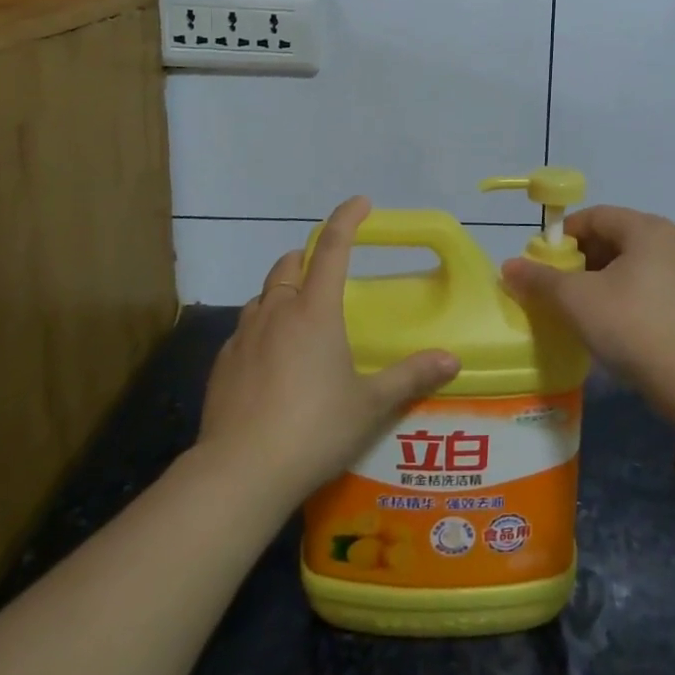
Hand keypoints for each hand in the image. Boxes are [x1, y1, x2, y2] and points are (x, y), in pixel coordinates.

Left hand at [198, 196, 459, 504]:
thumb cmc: (314, 429)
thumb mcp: (370, 405)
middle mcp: (277, 312)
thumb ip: (410, 377)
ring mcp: (243, 335)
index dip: (347, 219)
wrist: (240, 472)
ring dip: (283, 292)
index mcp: (315, 311)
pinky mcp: (223, 363)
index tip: (361, 203)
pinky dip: (262, 326)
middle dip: (309, 257)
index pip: (332, 248)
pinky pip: (245, 328)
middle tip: (328, 273)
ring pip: (263, 295)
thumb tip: (452, 359)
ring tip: (300, 317)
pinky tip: (270, 358)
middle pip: (290, 265)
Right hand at [502, 206, 674, 427]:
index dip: (564, 236)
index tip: (543, 262)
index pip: (595, 216)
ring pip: (635, 260)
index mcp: (648, 228)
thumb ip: (540, 279)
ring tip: (583, 303)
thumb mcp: (575, 300)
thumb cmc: (629, 325)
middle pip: (616, 236)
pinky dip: (630, 289)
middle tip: (560, 285)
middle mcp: (674, 238)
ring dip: (605, 274)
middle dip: (583, 257)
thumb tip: (508, 266)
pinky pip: (654, 280)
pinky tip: (615, 316)